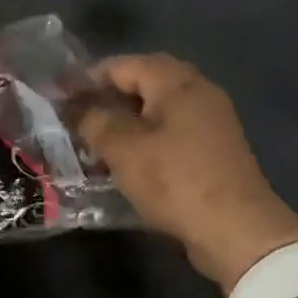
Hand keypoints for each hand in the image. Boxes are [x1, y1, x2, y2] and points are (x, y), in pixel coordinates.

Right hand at [76, 55, 297, 292]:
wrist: (239, 232)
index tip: (58, 94)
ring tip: (94, 139)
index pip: (123, 65)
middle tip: (76, 115)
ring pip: (157, 108)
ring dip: (125, 119)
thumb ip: (95, 121)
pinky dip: (146, 137)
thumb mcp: (124, 149)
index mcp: (176, 81)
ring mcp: (211, 120)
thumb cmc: (176, 180)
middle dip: (107, 97)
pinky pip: (171, 130)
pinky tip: (125, 159)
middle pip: (143, 82)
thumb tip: (76, 107)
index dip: (87, 77)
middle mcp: (198, 90)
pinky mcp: (214, 149)